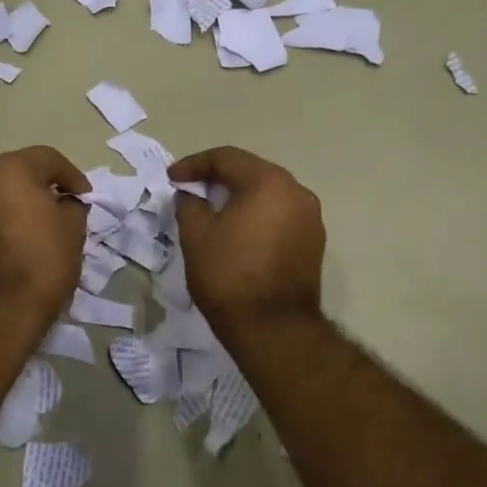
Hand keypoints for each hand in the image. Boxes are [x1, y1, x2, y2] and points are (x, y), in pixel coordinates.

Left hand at [0, 146, 87, 324]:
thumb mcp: (72, 229)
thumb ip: (72, 205)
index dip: (72, 176)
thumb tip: (65, 203)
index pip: (47, 158)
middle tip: (64, 207)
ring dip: (19, 204)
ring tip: (41, 227)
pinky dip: (3, 222)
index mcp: (8, 169)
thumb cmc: (41, 262)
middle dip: (42, 187)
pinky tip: (19, 242)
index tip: (86, 198)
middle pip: (17, 173)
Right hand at [170, 147, 324, 333]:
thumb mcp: (196, 236)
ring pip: (269, 195)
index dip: (194, 165)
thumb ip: (189, 205)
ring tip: (213, 211)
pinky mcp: (314, 243)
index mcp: (268, 182)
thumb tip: (190, 195)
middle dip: (219, 178)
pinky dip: (258, 217)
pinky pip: (281, 216)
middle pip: (252, 172)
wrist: (273, 328)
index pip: (226, 158)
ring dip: (240, 197)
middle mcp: (296, 192)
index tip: (172, 179)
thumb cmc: (229, 275)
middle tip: (192, 189)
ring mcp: (310, 218)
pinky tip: (239, 232)